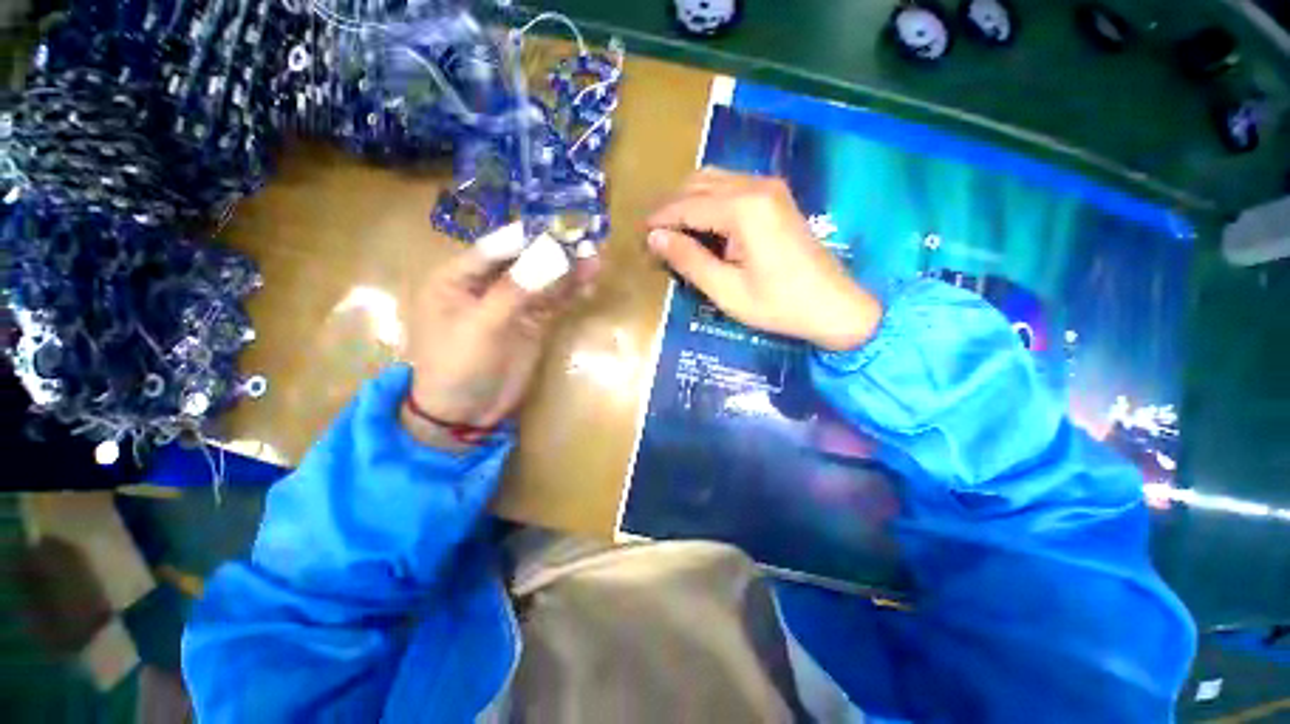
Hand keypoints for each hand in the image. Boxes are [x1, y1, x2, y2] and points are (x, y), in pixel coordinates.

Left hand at [402, 233, 595, 450]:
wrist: (466, 413)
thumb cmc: (457, 366)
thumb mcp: (480, 326)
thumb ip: (514, 290)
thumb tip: (549, 256)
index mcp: (457, 278)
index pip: (494, 248)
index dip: (525, 237)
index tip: (556, 228)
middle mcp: (485, 286)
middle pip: (523, 261)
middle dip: (552, 252)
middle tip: (583, 241)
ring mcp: (512, 306)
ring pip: (542, 281)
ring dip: (567, 271)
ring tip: (594, 258)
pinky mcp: (532, 324)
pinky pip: (553, 303)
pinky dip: (569, 293)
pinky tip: (587, 282)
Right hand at [646, 169, 881, 350]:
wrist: (834, 305)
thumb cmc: (778, 304)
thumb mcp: (726, 290)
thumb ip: (689, 260)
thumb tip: (655, 238)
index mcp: (742, 209)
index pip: (686, 205)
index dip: (660, 219)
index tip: (641, 236)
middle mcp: (755, 186)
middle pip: (698, 183)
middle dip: (671, 206)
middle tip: (655, 236)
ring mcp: (768, 187)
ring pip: (713, 179)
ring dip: (689, 201)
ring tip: (674, 231)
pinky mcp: (775, 196)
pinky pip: (731, 186)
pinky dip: (709, 200)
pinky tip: (702, 224)